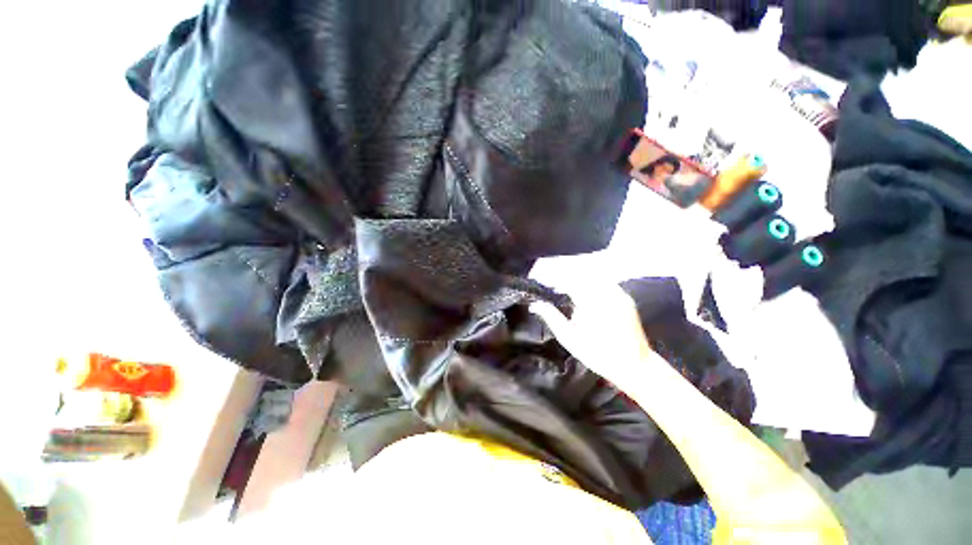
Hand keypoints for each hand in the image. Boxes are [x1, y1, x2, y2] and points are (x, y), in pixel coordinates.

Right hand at [531, 283, 656, 390]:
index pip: (567, 279)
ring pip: (591, 274)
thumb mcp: (569, 338)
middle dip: (561, 273)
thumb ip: (551, 317)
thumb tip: (535, 304)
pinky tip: (580, 291)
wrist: (635, 366)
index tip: (539, 278)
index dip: (551, 275)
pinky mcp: (624, 296)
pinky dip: (588, 282)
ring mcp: (617, 292)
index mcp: (591, 301)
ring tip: (561, 285)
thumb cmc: (598, 354)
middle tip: (547, 280)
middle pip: (579, 272)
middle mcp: (605, 292)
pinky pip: (602, 281)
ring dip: (574, 276)